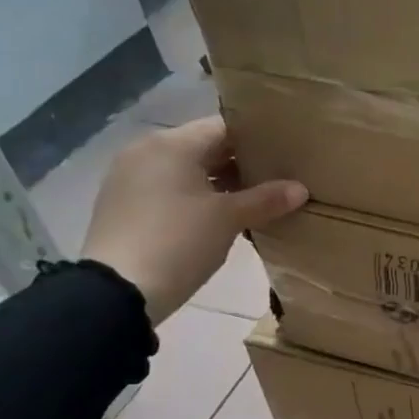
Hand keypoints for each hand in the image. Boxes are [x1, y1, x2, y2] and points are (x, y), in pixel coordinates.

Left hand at [82, 117, 306, 323]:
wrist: (117, 291)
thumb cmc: (179, 242)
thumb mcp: (229, 219)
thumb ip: (266, 199)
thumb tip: (300, 189)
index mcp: (172, 144)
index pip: (224, 128)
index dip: (258, 140)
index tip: (286, 155)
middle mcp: (147, 151)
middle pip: (205, 147)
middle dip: (241, 164)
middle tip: (277, 180)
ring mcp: (130, 178)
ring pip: (187, 170)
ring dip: (220, 183)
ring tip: (255, 201)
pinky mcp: (124, 204)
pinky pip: (170, 189)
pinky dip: (196, 197)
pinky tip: (220, 218)